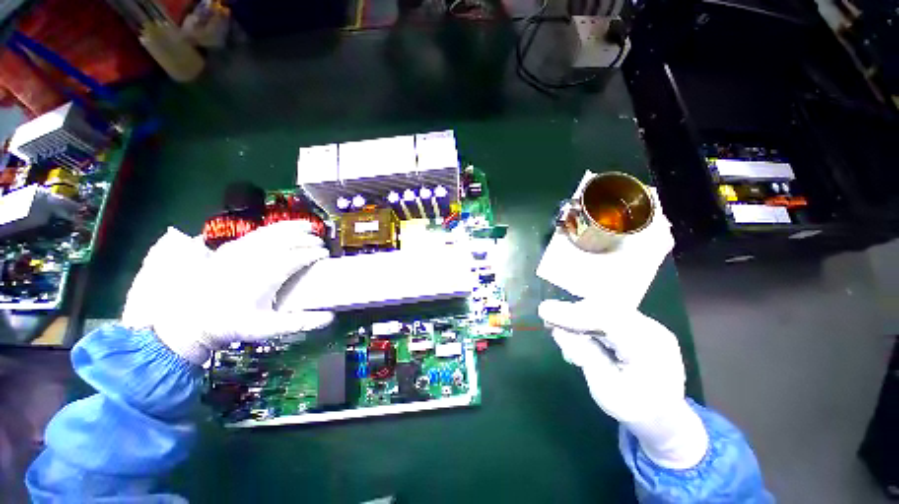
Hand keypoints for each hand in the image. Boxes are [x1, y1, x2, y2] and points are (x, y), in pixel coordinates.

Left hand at [122, 221, 334, 363]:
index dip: (316, 253)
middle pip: (289, 240)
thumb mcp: (267, 329)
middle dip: (309, 239)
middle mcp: (256, 257)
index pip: (299, 256)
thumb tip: (330, 317)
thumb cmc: (231, 324)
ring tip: (309, 226)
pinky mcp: (230, 247)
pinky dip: (275, 228)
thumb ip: (300, 323)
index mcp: (267, 274)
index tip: (326, 255)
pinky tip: (281, 228)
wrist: (190, 319)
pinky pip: (258, 232)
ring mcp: (241, 249)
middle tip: (321, 244)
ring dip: (294, 227)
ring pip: (273, 232)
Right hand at [538, 299, 708, 468]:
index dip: (575, 313)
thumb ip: (585, 357)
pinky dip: (587, 317)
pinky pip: (608, 313)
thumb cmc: (634, 409)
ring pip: (605, 307)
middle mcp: (653, 330)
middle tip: (548, 317)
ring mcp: (648, 325)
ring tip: (559, 325)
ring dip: (578, 314)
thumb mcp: (606, 391)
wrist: (665, 417)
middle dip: (573, 312)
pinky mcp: (639, 324)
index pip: (609, 320)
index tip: (546, 312)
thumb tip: (558, 330)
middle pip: (606, 308)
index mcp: (651, 351)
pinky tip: (576, 328)